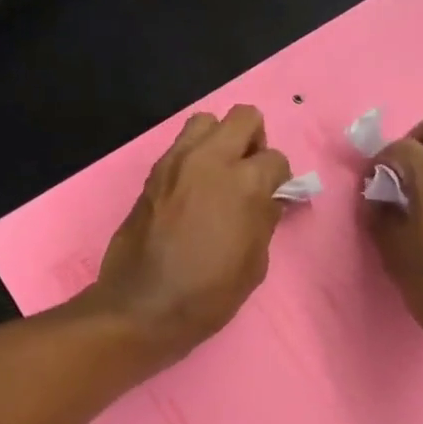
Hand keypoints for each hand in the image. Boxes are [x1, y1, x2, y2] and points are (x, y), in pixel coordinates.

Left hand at [88, 105, 292, 363]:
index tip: (273, 198)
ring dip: (219, 140)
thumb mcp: (254, 263)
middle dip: (254, 141)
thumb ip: (265, 220)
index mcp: (245, 183)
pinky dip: (193, 158)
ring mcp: (176, 163)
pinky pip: (180, 147)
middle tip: (249, 173)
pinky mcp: (152, 174)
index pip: (276, 159)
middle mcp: (210, 160)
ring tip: (219, 175)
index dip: (279, 179)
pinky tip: (193, 191)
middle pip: (243, 117)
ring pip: (206, 121)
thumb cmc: (209, 293)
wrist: (143, 306)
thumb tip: (270, 199)